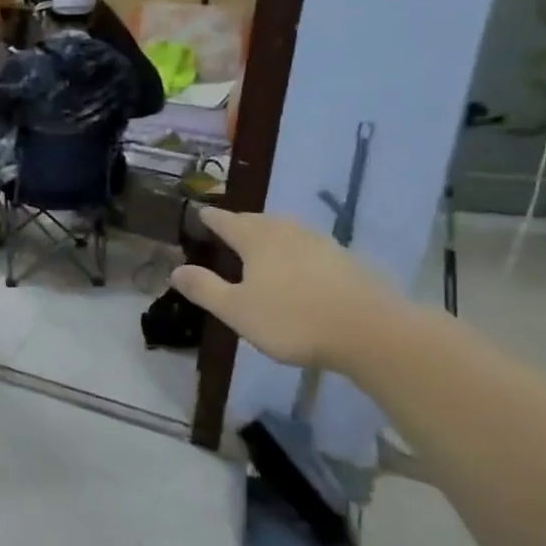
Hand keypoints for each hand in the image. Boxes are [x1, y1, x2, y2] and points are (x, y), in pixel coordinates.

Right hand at [170, 209, 399, 370]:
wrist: (371, 331)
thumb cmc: (293, 320)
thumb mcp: (237, 310)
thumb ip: (205, 288)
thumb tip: (175, 269)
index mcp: (257, 240)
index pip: (227, 221)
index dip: (211, 218)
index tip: (200, 213)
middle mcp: (287, 232)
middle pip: (259, 220)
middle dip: (241, 222)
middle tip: (229, 227)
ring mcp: (321, 243)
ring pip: (287, 229)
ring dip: (271, 231)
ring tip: (261, 241)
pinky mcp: (346, 259)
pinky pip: (310, 245)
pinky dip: (296, 248)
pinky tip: (300, 263)